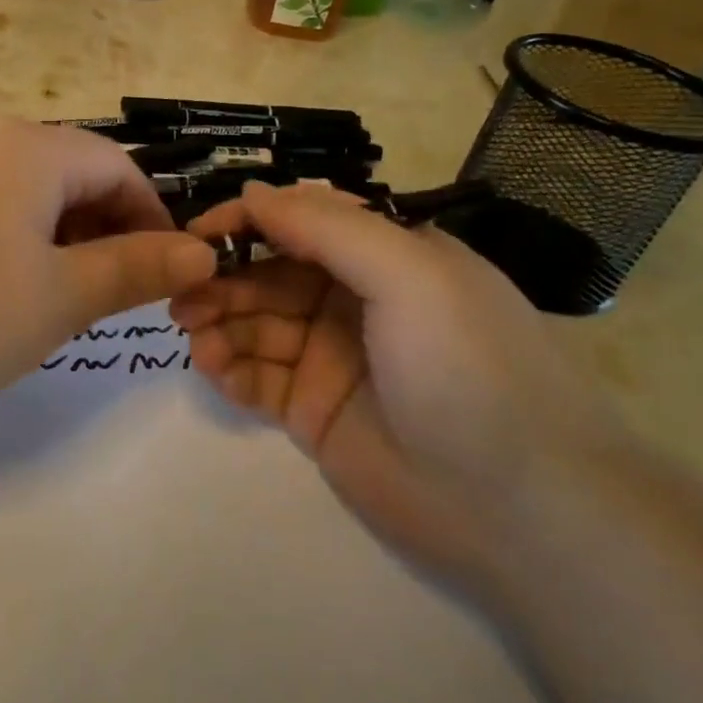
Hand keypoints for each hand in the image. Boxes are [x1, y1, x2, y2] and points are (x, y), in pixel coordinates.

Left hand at [0, 117, 215, 440]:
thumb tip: (202, 252)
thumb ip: (134, 270)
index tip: (166, 273)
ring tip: (46, 296)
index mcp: (27, 146)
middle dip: (100, 227)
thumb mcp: (56, 300)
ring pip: (13, 188)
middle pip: (64, 171)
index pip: (117, 165)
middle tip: (108, 294)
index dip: (152, 217)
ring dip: (49, 234)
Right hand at [170, 182, 616, 594]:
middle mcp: (352, 299)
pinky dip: (227, 366)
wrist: (521, 510)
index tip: (196, 235)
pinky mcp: (311, 408)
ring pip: (253, 322)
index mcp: (384, 256)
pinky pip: (254, 374)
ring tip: (193, 334)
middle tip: (181, 296)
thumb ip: (327, 227)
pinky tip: (213, 368)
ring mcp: (329, 356)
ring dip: (216, 321)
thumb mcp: (408, 274)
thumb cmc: (467, 368)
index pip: (300, 221)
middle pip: (267, 272)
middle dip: (221, 278)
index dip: (246, 222)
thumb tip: (253, 192)